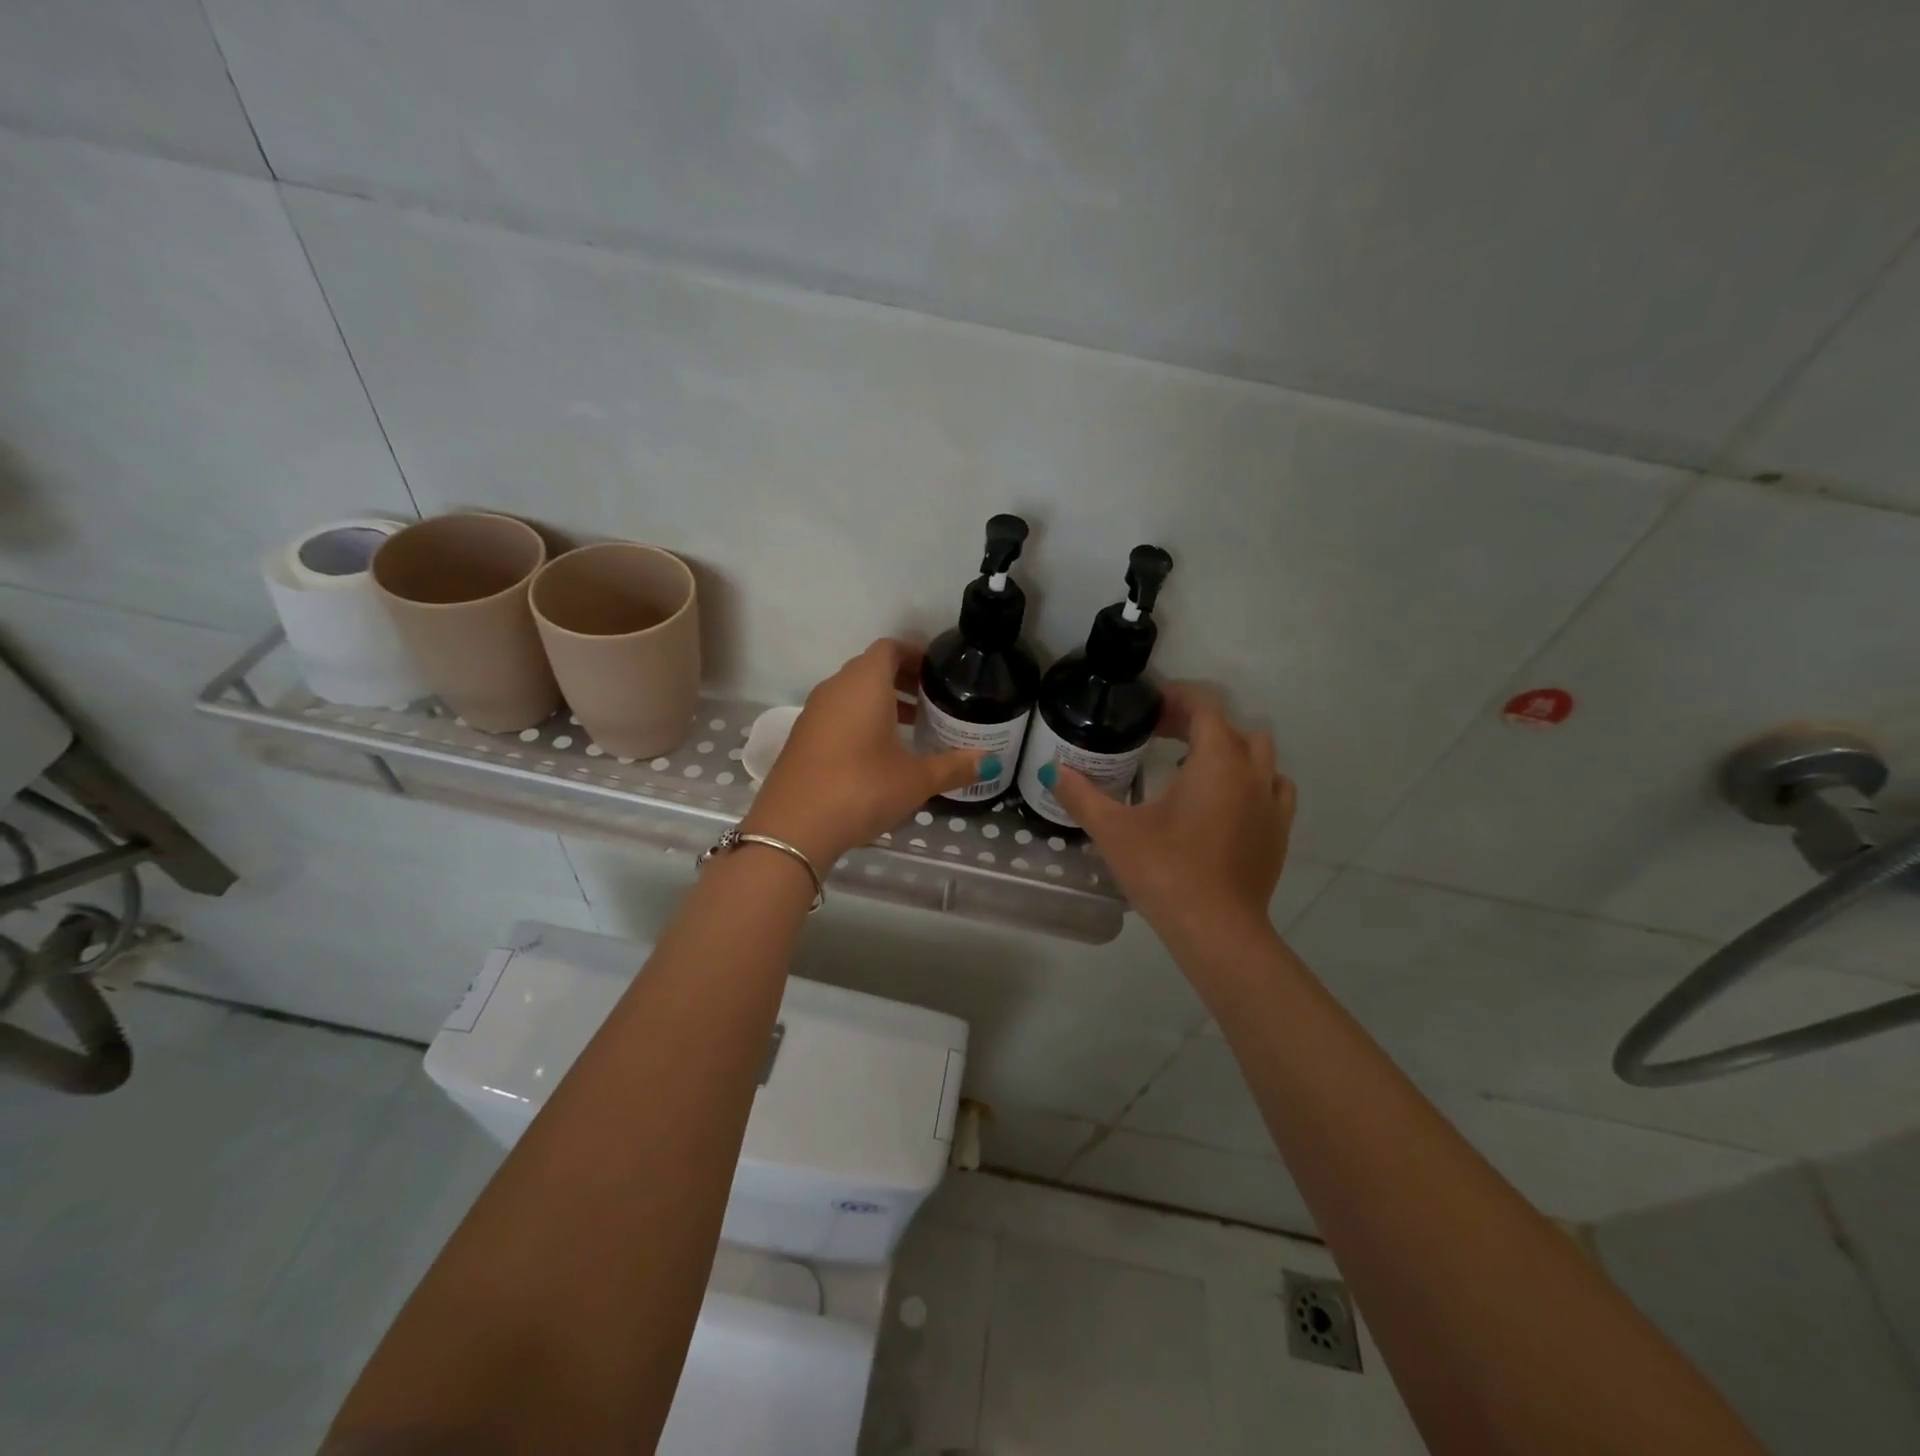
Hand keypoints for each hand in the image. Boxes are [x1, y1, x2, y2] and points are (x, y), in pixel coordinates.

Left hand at [741, 640, 985, 867]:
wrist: (793, 827)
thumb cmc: (862, 789)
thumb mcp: (915, 780)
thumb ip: (953, 766)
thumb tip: (989, 760)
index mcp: (864, 684)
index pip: (889, 649)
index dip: (915, 654)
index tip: (937, 673)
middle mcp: (835, 689)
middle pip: (870, 669)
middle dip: (902, 680)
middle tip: (931, 701)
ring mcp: (813, 714)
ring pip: (851, 694)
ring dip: (881, 703)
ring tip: (911, 728)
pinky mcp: (801, 739)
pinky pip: (836, 716)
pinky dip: (860, 721)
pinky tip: (878, 754)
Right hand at [1051, 685, 1295, 946]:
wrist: (1216, 931)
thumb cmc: (1165, 871)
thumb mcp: (1114, 830)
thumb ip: (1081, 795)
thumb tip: (1053, 770)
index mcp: (1217, 761)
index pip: (1205, 707)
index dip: (1177, 698)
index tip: (1149, 707)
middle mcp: (1253, 772)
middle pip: (1233, 728)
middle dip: (1198, 724)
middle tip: (1160, 736)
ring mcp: (1272, 803)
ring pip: (1259, 756)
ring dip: (1229, 751)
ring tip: (1193, 769)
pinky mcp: (1279, 833)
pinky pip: (1272, 788)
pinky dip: (1250, 782)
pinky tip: (1224, 803)